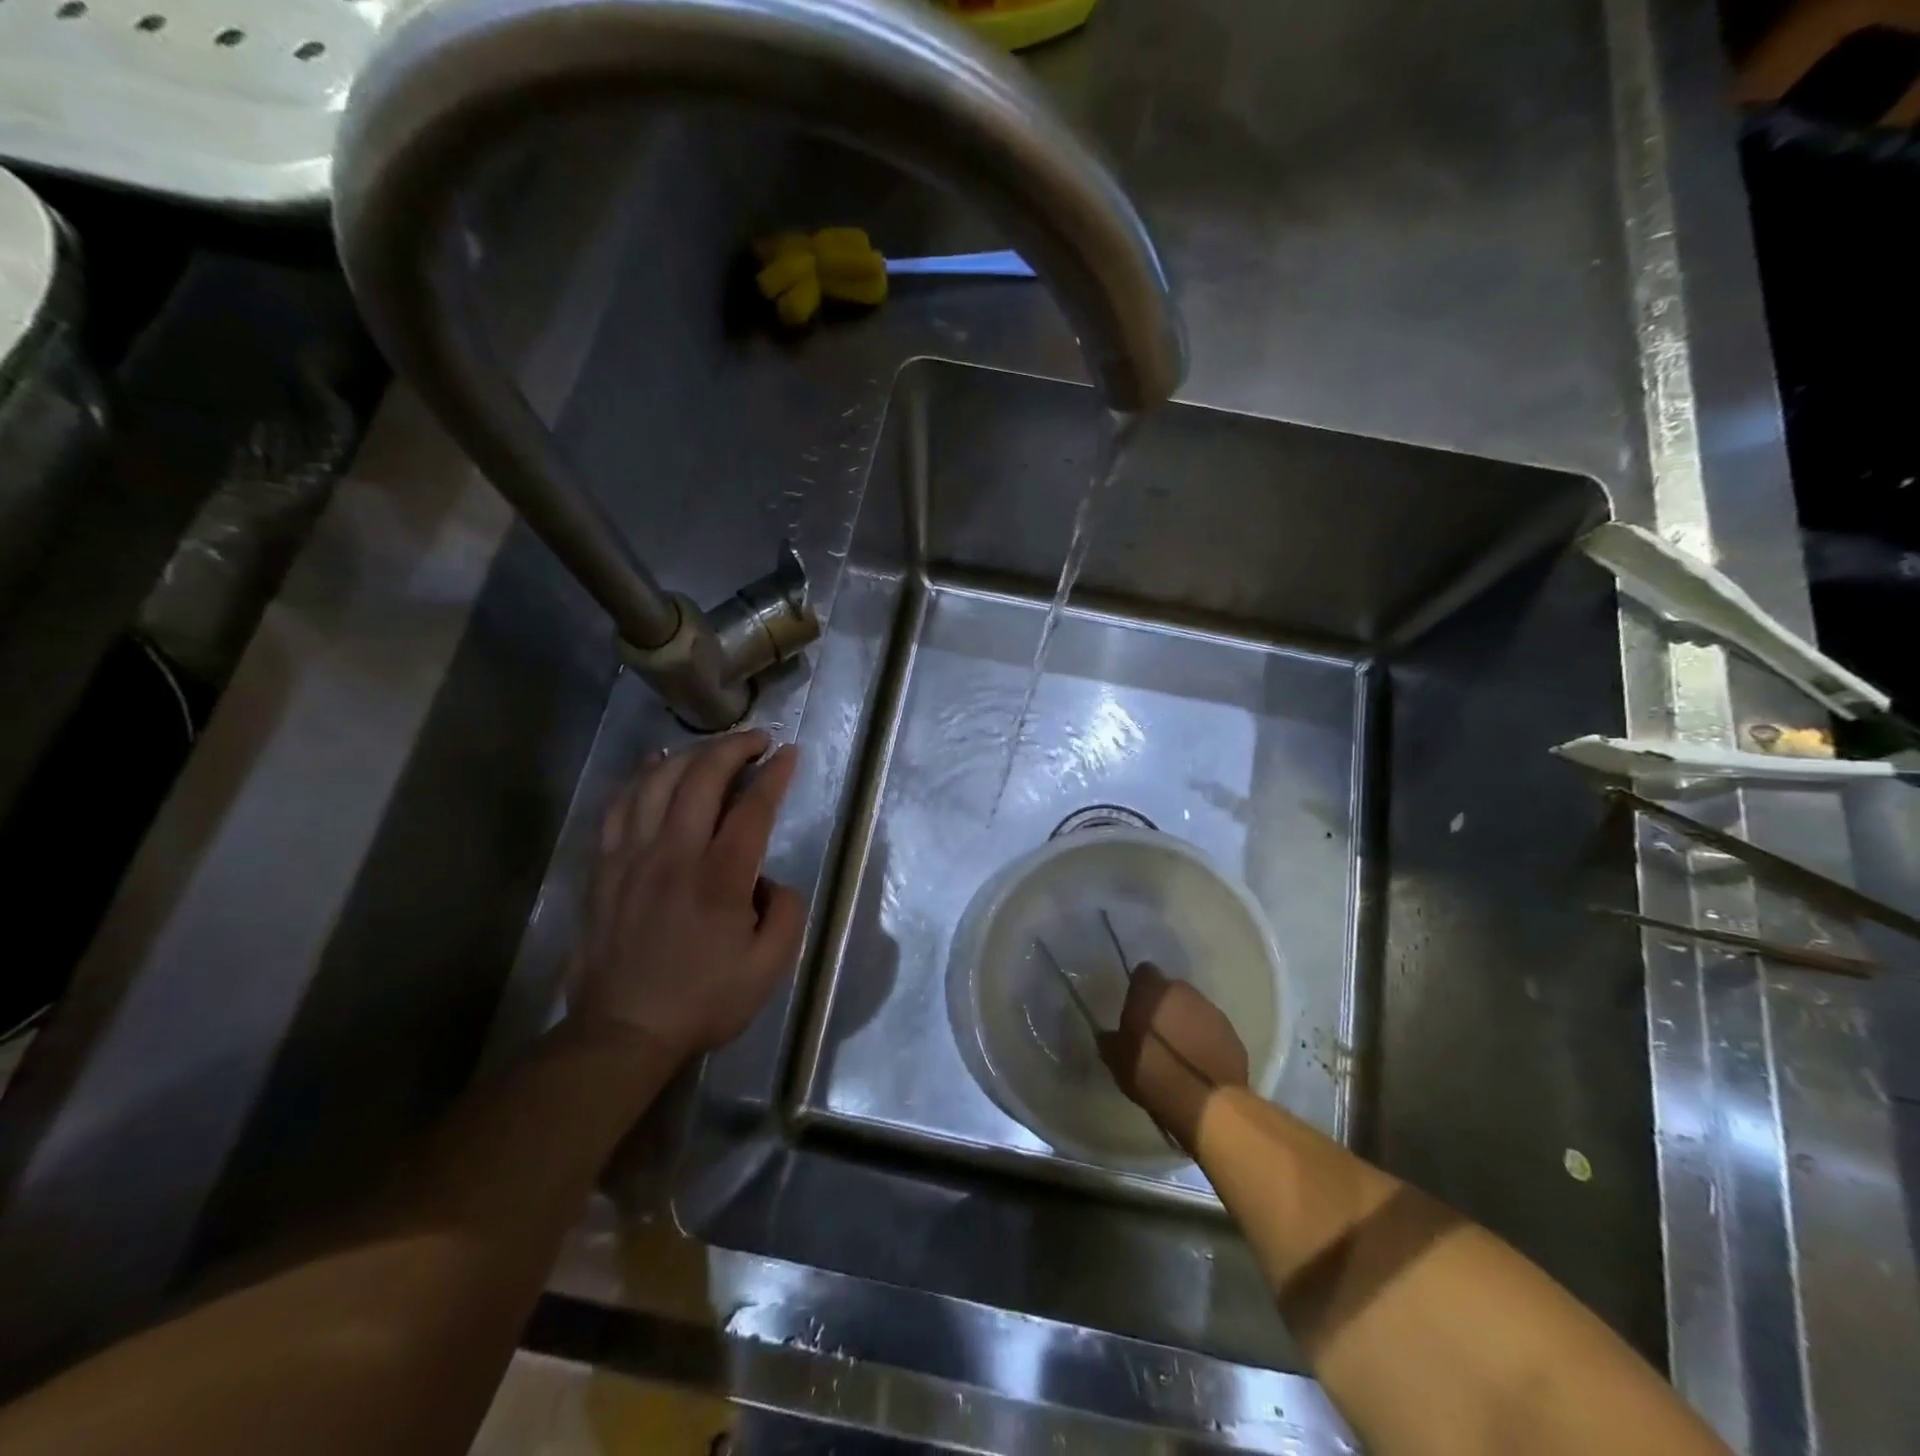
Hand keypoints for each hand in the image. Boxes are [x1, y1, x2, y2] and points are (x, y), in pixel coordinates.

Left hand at [572, 731, 804, 1061]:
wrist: (623, 1032)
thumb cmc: (703, 1001)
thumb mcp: (769, 968)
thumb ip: (788, 914)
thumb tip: (772, 881)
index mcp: (719, 878)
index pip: (752, 808)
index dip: (775, 775)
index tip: (789, 753)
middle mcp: (675, 855)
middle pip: (702, 778)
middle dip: (734, 747)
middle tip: (758, 740)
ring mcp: (633, 857)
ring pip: (657, 782)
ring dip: (690, 755)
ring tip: (714, 750)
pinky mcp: (606, 868)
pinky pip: (619, 806)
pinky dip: (640, 777)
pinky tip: (655, 765)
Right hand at [1100, 965, 1249, 1150]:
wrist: (1205, 1103)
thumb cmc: (1153, 1073)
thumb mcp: (1117, 1060)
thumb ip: (1110, 1040)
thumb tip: (1108, 1035)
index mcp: (1153, 990)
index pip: (1143, 972)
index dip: (1138, 988)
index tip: (1134, 1007)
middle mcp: (1184, 992)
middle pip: (1171, 990)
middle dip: (1164, 1004)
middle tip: (1155, 1029)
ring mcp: (1212, 1012)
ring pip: (1194, 1008)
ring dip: (1186, 1021)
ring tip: (1179, 1047)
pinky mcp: (1233, 1034)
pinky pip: (1213, 1030)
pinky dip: (1206, 1039)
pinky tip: (1199, 1060)